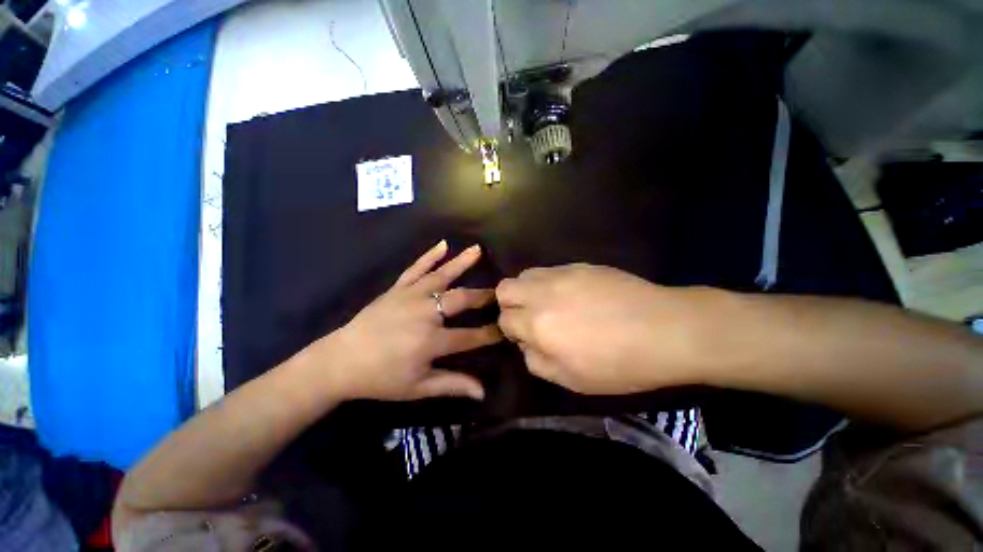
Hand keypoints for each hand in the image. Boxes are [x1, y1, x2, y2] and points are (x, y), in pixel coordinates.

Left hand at [297, 241, 501, 400]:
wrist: (340, 361)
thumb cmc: (381, 378)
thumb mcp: (418, 388)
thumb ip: (452, 385)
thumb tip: (482, 392)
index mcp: (430, 341)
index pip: (470, 336)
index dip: (491, 333)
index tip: (507, 328)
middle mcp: (424, 313)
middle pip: (460, 299)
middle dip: (483, 296)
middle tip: (500, 291)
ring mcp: (410, 297)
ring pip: (441, 276)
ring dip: (461, 262)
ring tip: (478, 249)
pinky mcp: (397, 289)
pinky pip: (416, 269)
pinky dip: (429, 256)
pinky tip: (443, 244)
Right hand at [496, 264, 719, 394]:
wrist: (666, 329)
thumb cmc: (620, 364)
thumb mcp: (572, 380)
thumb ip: (537, 362)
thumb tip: (525, 343)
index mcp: (538, 324)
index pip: (504, 319)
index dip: (511, 331)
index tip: (526, 337)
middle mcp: (543, 293)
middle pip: (506, 288)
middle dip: (510, 304)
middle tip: (530, 318)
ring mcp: (562, 274)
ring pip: (525, 275)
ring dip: (528, 291)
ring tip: (549, 304)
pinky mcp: (580, 266)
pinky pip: (550, 270)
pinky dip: (549, 283)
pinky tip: (571, 295)